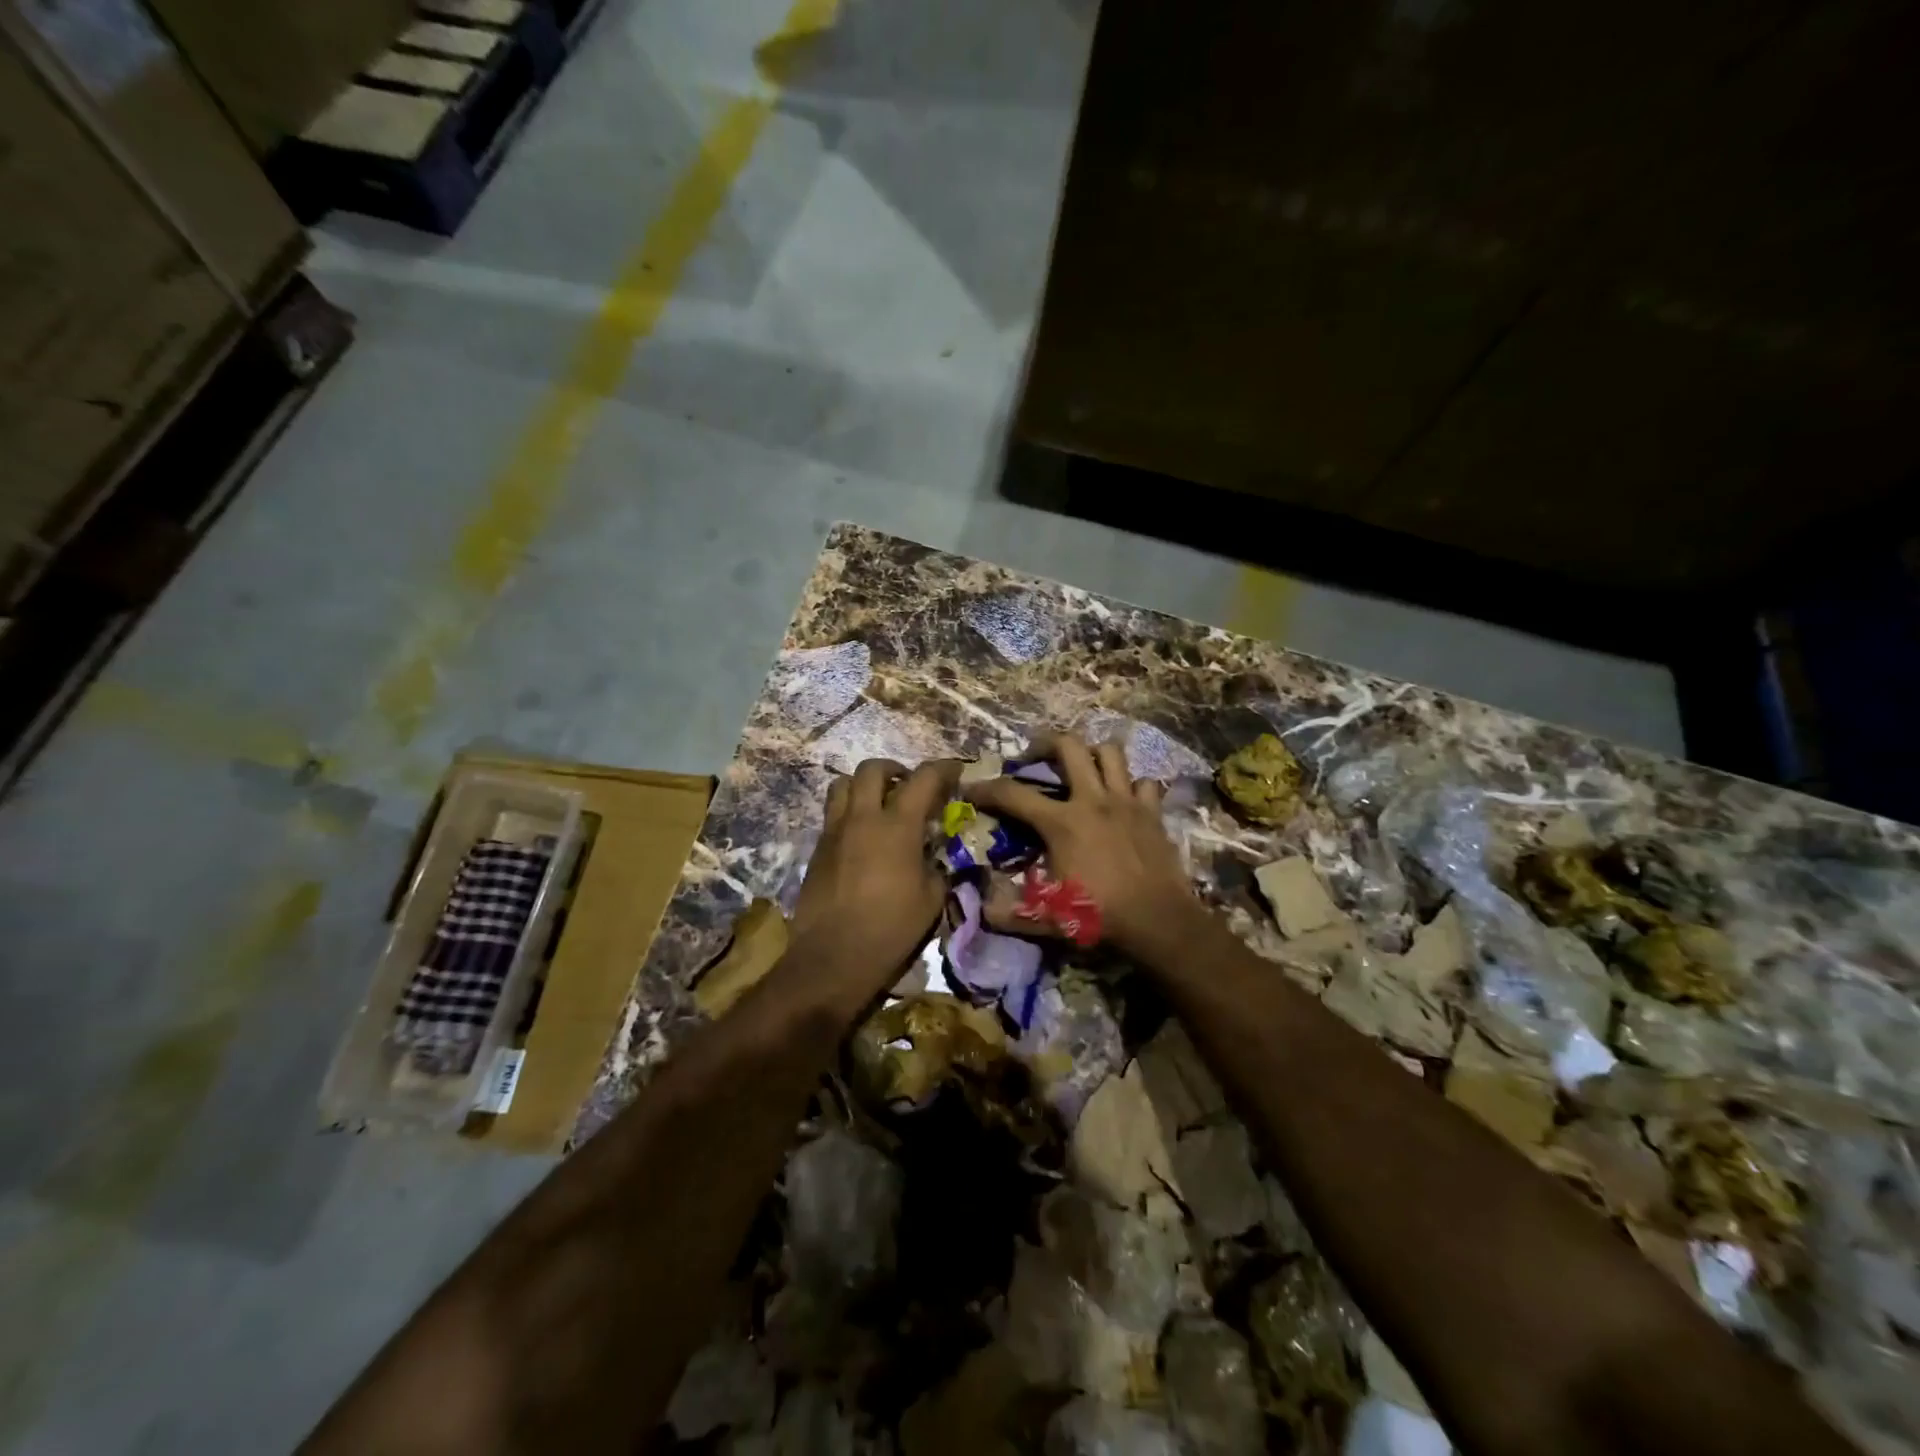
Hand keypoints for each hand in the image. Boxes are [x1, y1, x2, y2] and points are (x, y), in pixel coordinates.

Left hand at [792, 757, 960, 987]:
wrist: (833, 957)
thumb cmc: (890, 929)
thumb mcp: (931, 899)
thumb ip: (935, 867)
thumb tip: (933, 857)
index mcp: (897, 826)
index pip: (924, 779)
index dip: (944, 768)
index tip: (955, 771)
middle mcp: (862, 818)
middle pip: (873, 769)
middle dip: (895, 770)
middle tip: (909, 786)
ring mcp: (834, 831)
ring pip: (842, 784)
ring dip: (864, 785)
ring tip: (878, 804)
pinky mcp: (817, 849)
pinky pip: (833, 815)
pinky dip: (849, 813)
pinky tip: (862, 837)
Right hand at [967, 733, 1198, 957]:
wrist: (1158, 921)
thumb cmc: (1099, 916)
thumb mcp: (1047, 918)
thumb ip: (1010, 913)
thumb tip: (983, 909)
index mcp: (1061, 823)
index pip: (1012, 795)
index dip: (986, 789)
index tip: (971, 788)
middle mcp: (1092, 801)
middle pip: (1069, 747)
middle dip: (1046, 743)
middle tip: (1035, 756)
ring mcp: (1126, 802)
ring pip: (1111, 753)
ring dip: (1092, 753)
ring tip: (1082, 765)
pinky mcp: (1153, 813)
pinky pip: (1144, 783)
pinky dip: (1132, 785)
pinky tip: (1124, 797)